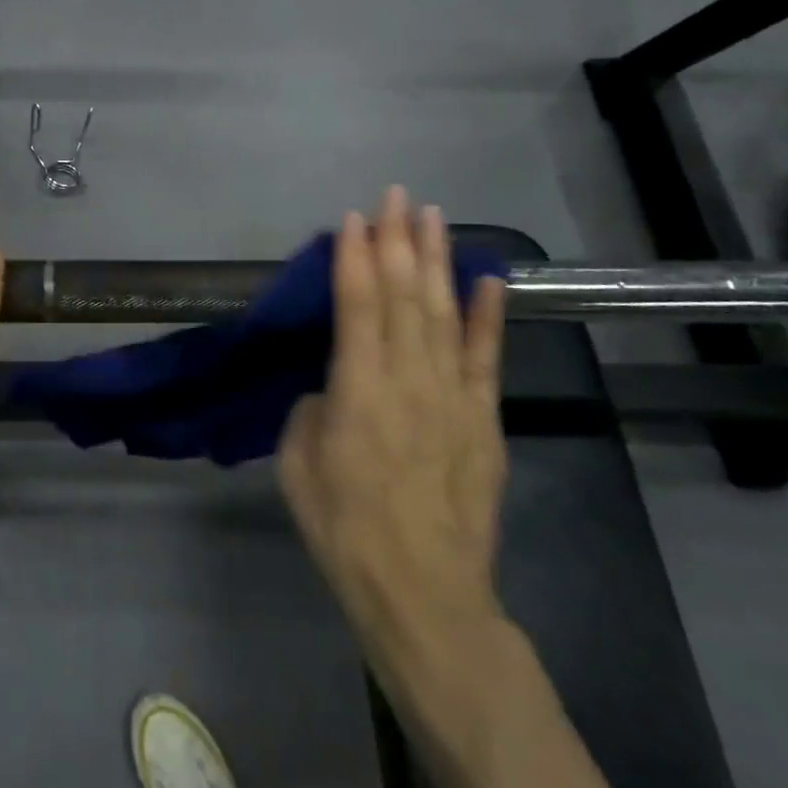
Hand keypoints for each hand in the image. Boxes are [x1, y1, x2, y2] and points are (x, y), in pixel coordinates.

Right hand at [278, 186, 508, 663]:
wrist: (423, 591)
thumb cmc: (344, 527)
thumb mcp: (298, 463)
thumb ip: (313, 409)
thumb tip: (333, 387)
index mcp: (357, 390)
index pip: (357, 305)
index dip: (354, 257)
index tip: (353, 217)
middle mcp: (408, 380)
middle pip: (403, 296)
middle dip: (397, 240)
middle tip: (396, 195)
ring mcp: (452, 397)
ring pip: (442, 313)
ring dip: (436, 260)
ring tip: (433, 215)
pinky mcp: (482, 419)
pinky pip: (485, 357)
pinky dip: (487, 315)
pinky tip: (489, 278)